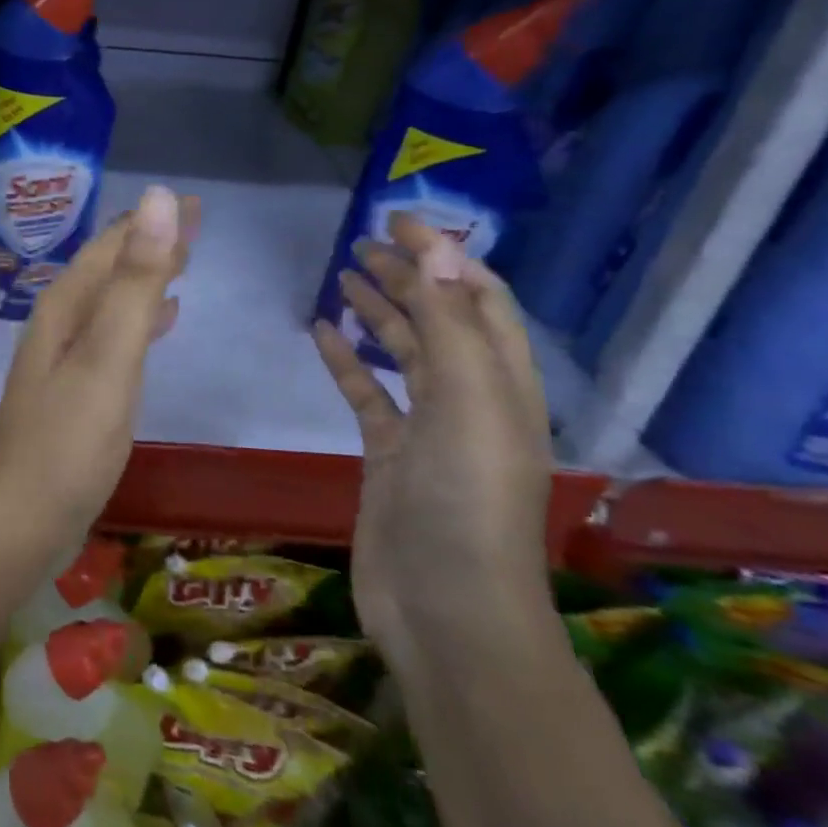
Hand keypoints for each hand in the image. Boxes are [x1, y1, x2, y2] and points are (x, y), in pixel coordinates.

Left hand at [0, 186, 198, 545]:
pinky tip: (161, 323)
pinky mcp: (76, 389)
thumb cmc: (70, 439)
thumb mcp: (109, 355)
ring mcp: (65, 358)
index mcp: (65, 308)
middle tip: (198, 224)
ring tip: (183, 264)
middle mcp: (60, 324)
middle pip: (110, 269)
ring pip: (113, 301)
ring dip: (146, 279)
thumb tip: (159, 199)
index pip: (111, 247)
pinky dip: (140, 320)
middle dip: (151, 244)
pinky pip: (113, 335)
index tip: (193, 202)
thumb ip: (135, 281)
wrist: (26, 518)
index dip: (151, 223)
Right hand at [313, 213, 555, 670]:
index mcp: (504, 381)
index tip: (399, 220)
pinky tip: (323, 333)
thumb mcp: (468, 400)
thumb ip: (450, 322)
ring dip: (378, 311)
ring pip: (403, 353)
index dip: (445, 255)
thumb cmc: (464, 498)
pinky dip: (348, 360)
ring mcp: (428, 428)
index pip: (479, 299)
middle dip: (407, 276)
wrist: (443, 606)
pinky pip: (368, 393)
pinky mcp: (388, 454)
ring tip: (343, 274)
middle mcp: (471, 397)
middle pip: (439, 320)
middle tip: (362, 242)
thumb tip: (439, 247)